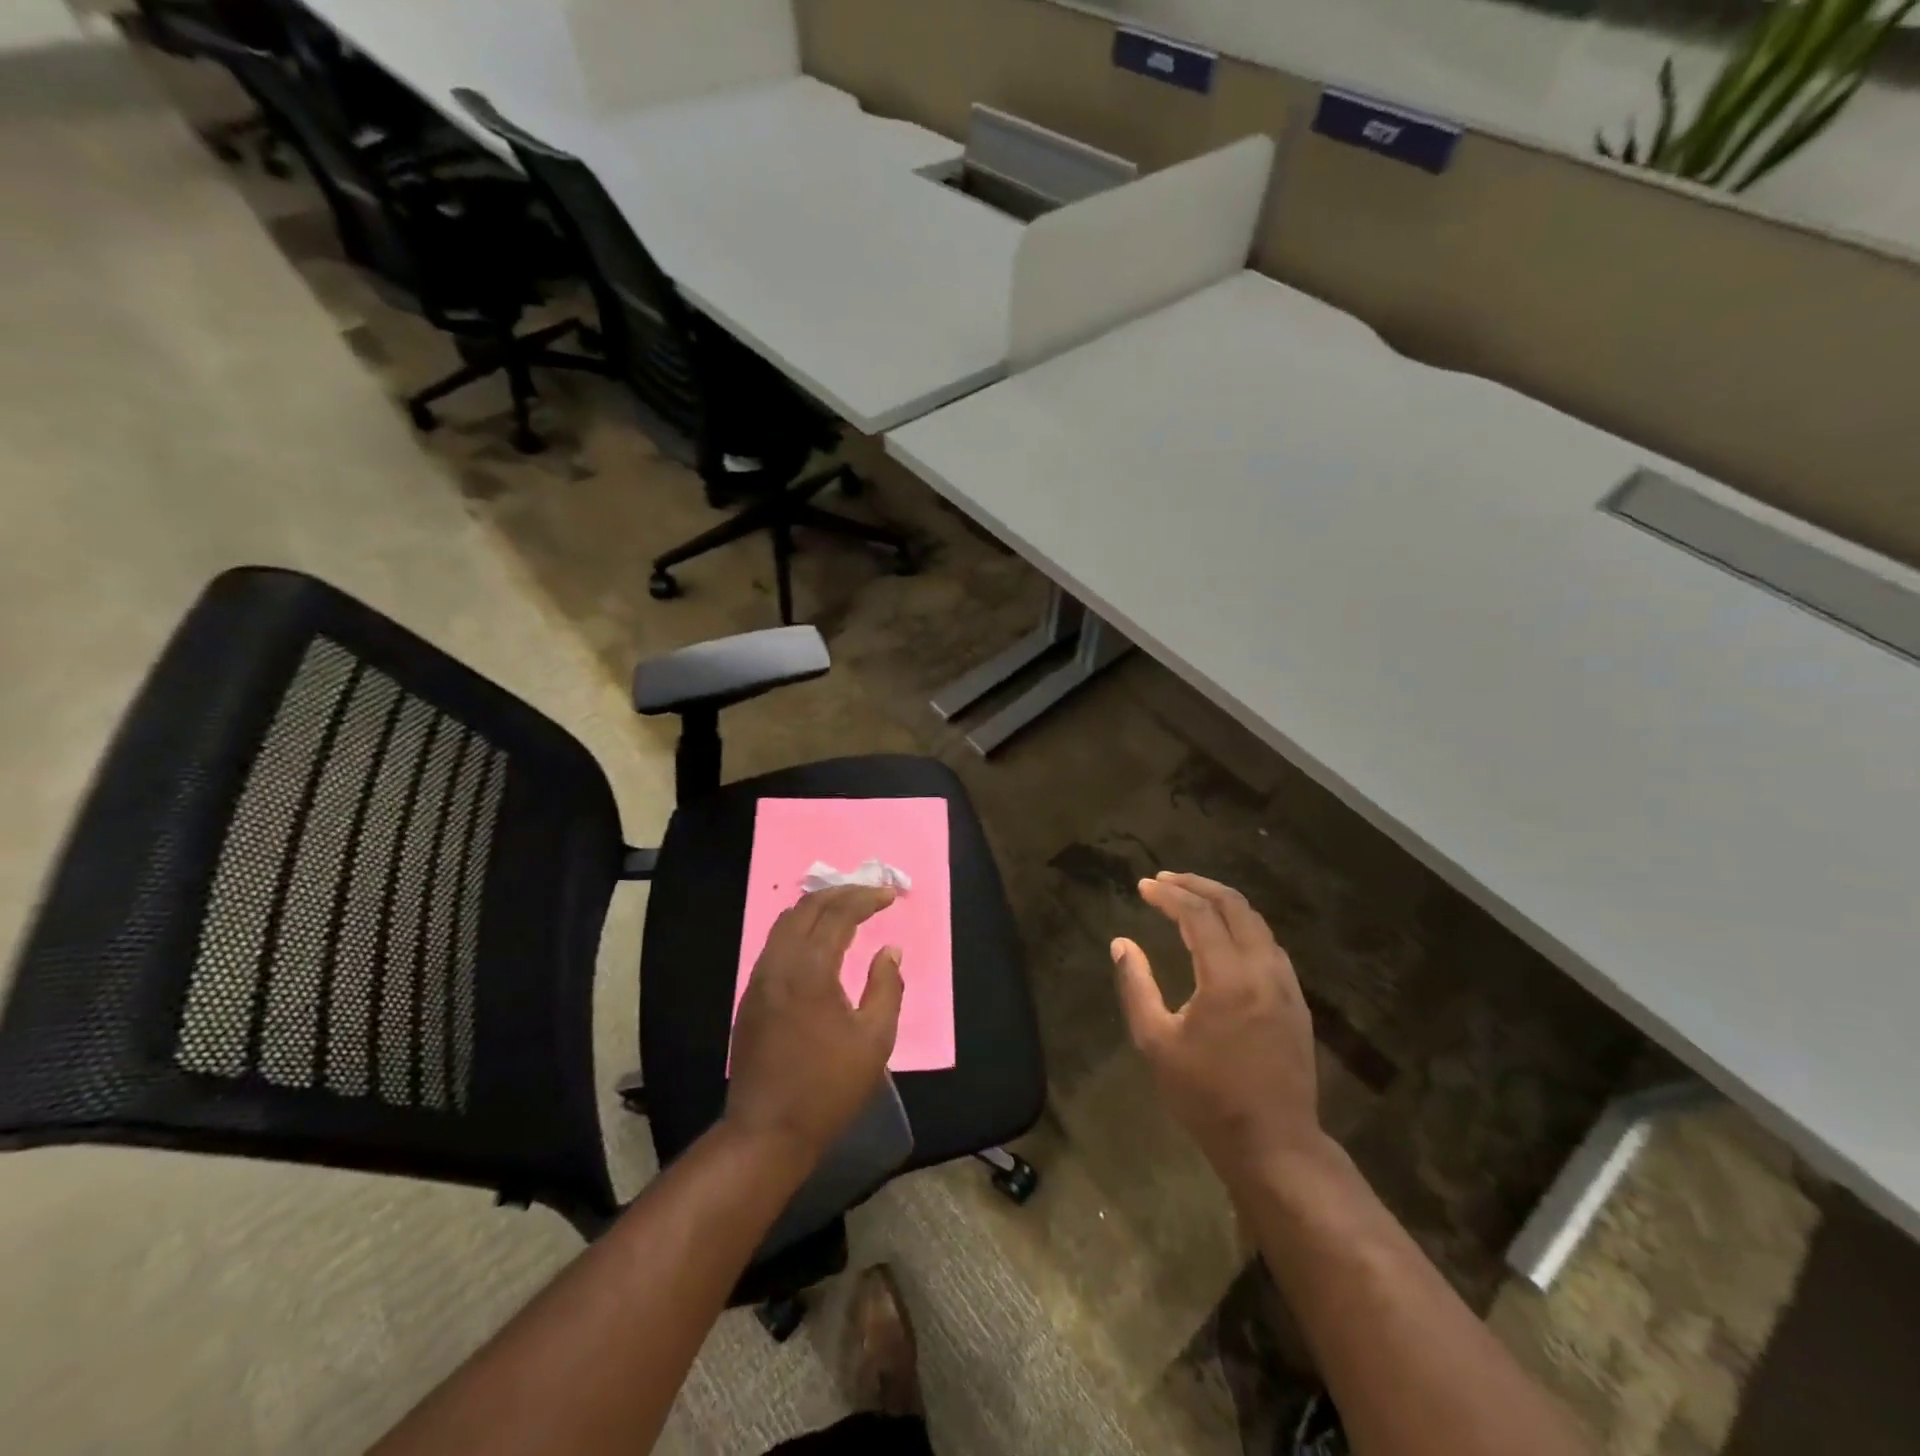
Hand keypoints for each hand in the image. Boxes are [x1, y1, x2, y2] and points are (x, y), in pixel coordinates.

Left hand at [725, 885, 904, 1166]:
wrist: (767, 1131)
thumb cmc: (828, 1087)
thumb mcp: (874, 1039)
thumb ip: (886, 987)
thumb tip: (889, 950)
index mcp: (810, 970)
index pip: (838, 914)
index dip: (865, 898)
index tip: (890, 895)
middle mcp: (779, 963)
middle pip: (808, 908)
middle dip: (841, 893)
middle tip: (870, 893)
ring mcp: (759, 978)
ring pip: (786, 922)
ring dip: (817, 907)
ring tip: (846, 907)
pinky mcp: (751, 996)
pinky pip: (776, 943)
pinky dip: (800, 927)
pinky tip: (818, 939)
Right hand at [1113, 873, 1326, 1185]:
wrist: (1273, 1143)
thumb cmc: (1206, 1095)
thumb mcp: (1156, 1042)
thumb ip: (1136, 985)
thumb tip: (1122, 943)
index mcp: (1227, 977)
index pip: (1198, 915)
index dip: (1169, 894)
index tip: (1144, 886)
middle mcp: (1262, 969)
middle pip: (1234, 906)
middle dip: (1197, 885)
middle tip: (1166, 880)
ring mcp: (1286, 984)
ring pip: (1256, 922)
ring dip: (1222, 902)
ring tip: (1191, 897)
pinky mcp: (1296, 1000)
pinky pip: (1268, 944)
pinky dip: (1242, 925)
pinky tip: (1224, 934)